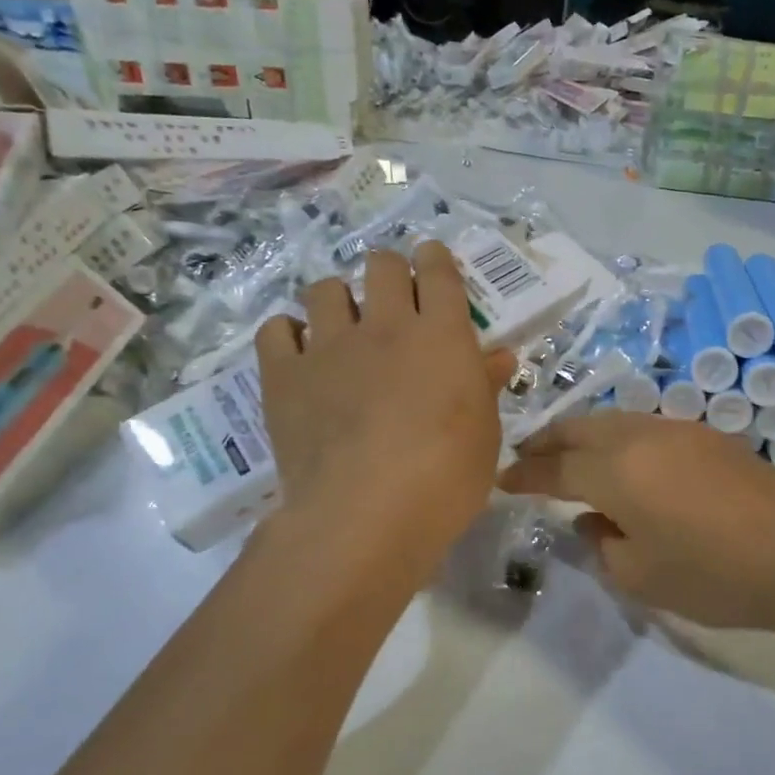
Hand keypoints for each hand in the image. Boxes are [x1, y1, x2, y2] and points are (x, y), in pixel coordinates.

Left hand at [256, 243, 513, 590]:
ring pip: (325, 289)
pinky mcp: (285, 375)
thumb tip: (498, 356)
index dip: (434, 259)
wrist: (365, 514)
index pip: (437, 271)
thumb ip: (485, 386)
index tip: (430, 263)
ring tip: (341, 328)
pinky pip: (276, 329)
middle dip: (388, 271)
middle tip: (391, 299)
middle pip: (380, 265)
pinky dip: (287, 334)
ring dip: (337, 300)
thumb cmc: (445, 479)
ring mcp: (329, 347)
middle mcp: (384, 326)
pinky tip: (298, 355)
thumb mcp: (483, 434)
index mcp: (440, 335)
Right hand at [500, 411, 774, 630]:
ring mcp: (676, 429)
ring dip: (585, 434)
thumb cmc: (711, 574)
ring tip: (572, 453)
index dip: (524, 474)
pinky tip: (627, 459)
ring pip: (614, 420)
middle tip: (528, 455)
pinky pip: (647, 426)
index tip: (503, 479)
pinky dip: (621, 438)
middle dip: (548, 440)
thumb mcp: (639, 575)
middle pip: (580, 428)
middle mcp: (639, 437)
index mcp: (615, 472)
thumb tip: (591, 519)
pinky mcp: (706, 434)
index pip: (554, 469)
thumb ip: (601, 543)